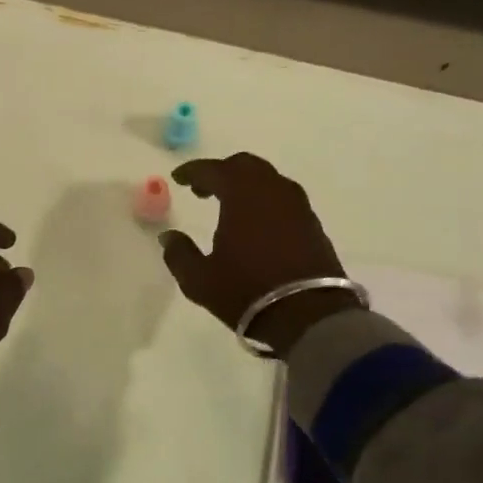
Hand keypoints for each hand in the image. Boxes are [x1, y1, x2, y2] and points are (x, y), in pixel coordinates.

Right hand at [157, 154, 356, 357]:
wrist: (309, 316)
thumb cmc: (247, 292)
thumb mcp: (200, 279)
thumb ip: (180, 254)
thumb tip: (169, 237)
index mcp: (242, 194)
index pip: (214, 170)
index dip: (193, 171)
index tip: (178, 177)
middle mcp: (273, 191)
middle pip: (245, 166)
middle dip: (222, 172)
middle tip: (203, 189)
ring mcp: (298, 206)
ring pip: (268, 180)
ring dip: (246, 185)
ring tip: (229, 205)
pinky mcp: (313, 224)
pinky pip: (284, 199)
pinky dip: (265, 201)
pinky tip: (257, 223)